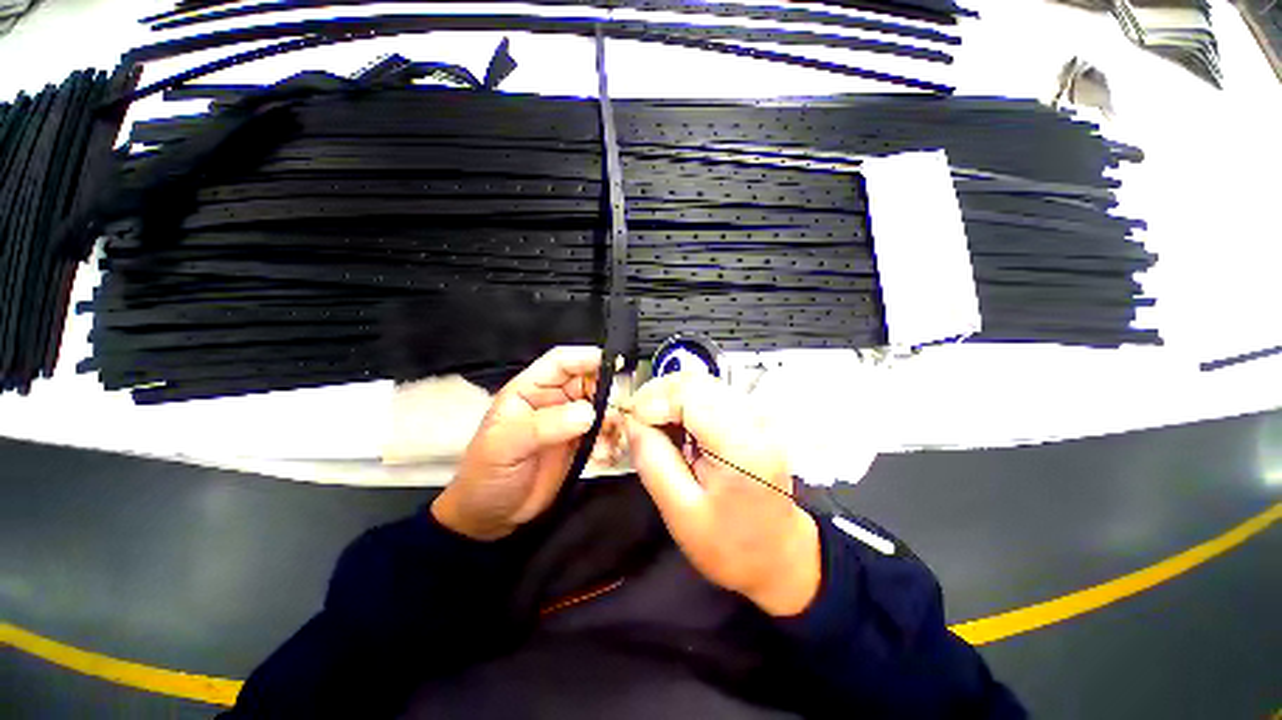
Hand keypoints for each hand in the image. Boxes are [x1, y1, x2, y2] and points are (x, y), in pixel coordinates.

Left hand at [432, 346, 617, 540]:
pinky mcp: (580, 444)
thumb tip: (588, 413)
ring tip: (608, 442)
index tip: (614, 363)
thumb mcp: (505, 446)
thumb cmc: (486, 475)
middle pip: (588, 382)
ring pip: (601, 408)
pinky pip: (604, 433)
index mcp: (530, 390)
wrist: (490, 518)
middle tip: (616, 413)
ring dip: (611, 421)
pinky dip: (611, 441)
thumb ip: (544, 426)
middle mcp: (553, 401)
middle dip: (606, 393)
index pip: (561, 362)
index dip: (585, 357)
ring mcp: (568, 423)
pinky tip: (605, 455)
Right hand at [622, 372, 820, 616]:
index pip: (690, 393)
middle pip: (695, 380)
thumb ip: (652, 460)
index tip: (630, 421)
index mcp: (740, 444)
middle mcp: (754, 418)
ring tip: (652, 426)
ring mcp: (757, 413)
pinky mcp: (752, 416)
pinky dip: (683, 403)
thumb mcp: (680, 512)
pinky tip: (674, 426)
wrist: (779, 554)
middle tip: (636, 422)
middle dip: (657, 395)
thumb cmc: (730, 544)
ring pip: (700, 382)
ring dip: (669, 398)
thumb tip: (631, 420)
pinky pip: (709, 394)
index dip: (652, 400)